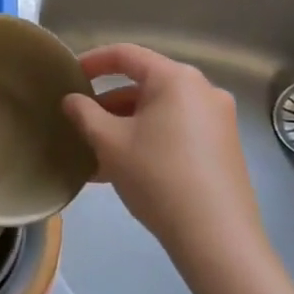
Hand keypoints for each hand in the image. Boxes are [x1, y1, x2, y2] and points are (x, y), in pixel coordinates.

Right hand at [62, 43, 265, 266]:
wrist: (217, 238)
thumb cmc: (157, 177)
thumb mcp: (109, 143)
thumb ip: (84, 113)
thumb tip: (71, 100)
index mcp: (176, 78)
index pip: (126, 54)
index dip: (93, 61)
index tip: (69, 75)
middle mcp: (202, 90)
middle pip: (145, 84)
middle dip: (108, 102)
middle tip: (80, 121)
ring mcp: (218, 119)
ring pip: (160, 111)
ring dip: (126, 125)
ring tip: (96, 152)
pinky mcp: (224, 147)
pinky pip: (177, 130)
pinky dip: (149, 139)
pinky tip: (124, 168)